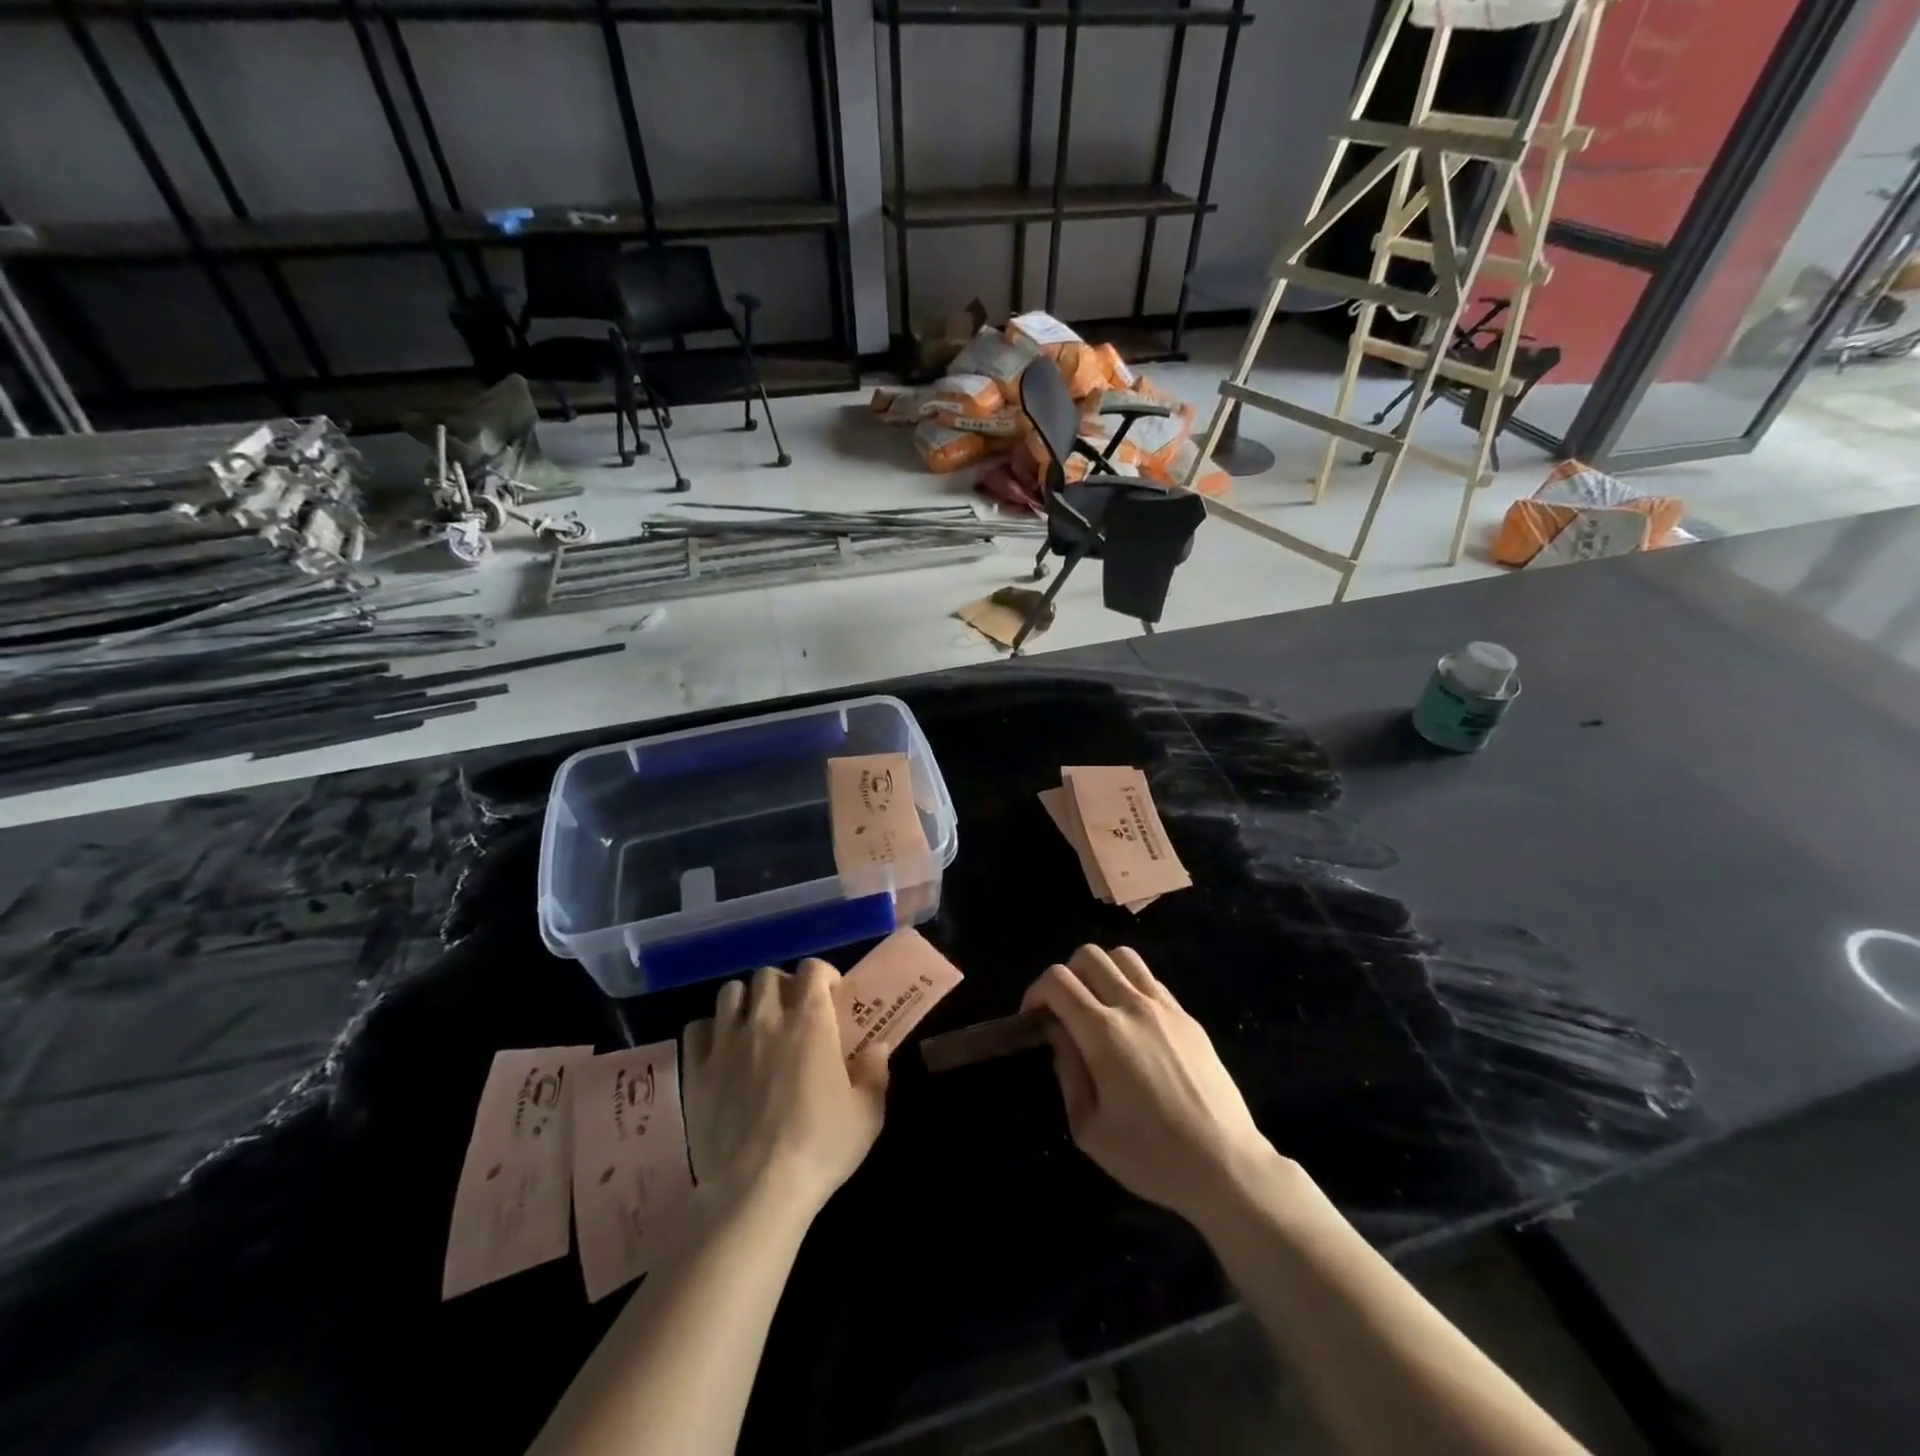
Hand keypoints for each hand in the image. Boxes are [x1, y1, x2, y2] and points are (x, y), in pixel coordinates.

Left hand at [682, 961, 888, 1222]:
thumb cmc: (820, 1147)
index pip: (813, 969)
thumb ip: (875, 1073)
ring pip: (730, 992)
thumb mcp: (867, 1114)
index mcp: (811, 1022)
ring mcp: (727, 1043)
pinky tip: (722, 1049)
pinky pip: (698, 1028)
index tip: (831, 997)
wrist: (757, 1191)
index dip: (823, 975)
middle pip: (767, 975)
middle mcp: (767, 1019)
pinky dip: (710, 1031)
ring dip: (746, 1001)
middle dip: (782, 985)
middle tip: (793, 1012)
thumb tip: (878, 1048)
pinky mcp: (698, 1071)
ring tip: (755, 1024)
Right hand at [1021, 945, 1280, 1226]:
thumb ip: (1067, 1070)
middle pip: (1089, 955)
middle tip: (1063, 1011)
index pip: (1058, 980)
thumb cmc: (1151, 1156)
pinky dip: (1129, 985)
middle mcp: (1133, 1005)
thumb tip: (1057, 1033)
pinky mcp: (1188, 1017)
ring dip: (1100, 971)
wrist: (1226, 1166)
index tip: (1033, 1019)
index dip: (1035, 992)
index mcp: (1103, 1032)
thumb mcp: (1089, 1128)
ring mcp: (1165, 1007)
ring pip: (1123, 956)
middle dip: (1066, 975)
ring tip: (1097, 1005)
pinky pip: (1150, 979)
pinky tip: (1131, 1022)